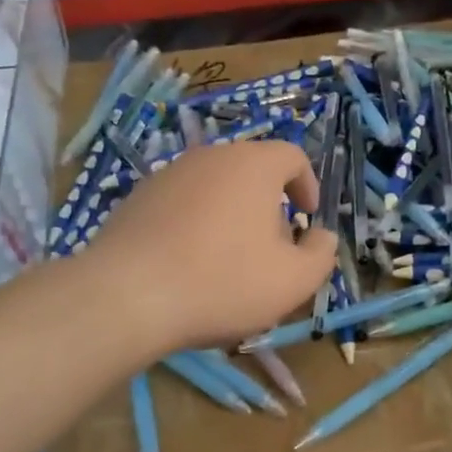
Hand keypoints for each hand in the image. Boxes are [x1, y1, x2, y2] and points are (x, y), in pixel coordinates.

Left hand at [86, 140, 337, 352]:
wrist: (128, 295)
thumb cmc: (224, 282)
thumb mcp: (293, 280)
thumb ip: (320, 255)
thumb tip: (322, 237)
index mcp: (253, 165)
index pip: (292, 157)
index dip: (307, 185)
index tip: (307, 219)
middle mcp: (210, 157)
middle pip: (251, 172)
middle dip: (268, 206)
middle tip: (271, 247)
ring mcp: (168, 174)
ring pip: (214, 188)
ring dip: (230, 216)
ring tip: (227, 261)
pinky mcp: (136, 198)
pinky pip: (180, 205)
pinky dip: (194, 226)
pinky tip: (188, 265)